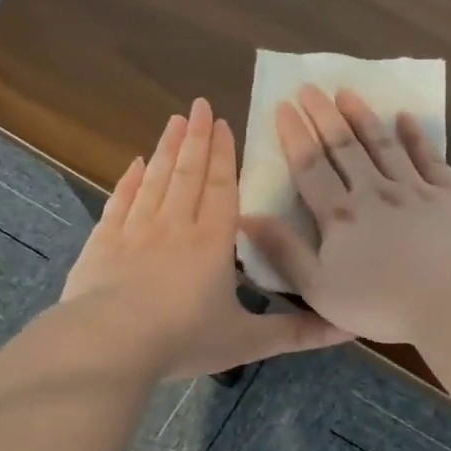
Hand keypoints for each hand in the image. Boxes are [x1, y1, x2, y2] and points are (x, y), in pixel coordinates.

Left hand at [60, 98, 351, 378]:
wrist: (108, 345)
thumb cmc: (182, 340)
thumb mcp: (246, 341)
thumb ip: (296, 333)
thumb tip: (347, 328)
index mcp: (212, 242)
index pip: (221, 188)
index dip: (223, 155)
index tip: (223, 123)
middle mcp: (175, 225)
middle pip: (188, 172)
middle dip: (196, 137)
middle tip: (199, 104)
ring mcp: (135, 230)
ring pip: (155, 179)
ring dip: (166, 148)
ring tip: (174, 120)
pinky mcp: (103, 242)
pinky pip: (119, 201)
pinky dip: (128, 180)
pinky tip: (134, 164)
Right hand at [241, 86, 450, 343]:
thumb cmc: (380, 304)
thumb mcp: (319, 289)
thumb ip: (284, 251)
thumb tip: (247, 216)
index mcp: (340, 216)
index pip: (310, 167)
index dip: (295, 135)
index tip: (283, 105)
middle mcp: (375, 192)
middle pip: (345, 147)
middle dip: (324, 116)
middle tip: (310, 87)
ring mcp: (416, 190)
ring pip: (384, 145)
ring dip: (364, 117)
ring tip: (348, 93)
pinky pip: (430, 158)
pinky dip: (416, 137)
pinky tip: (406, 119)